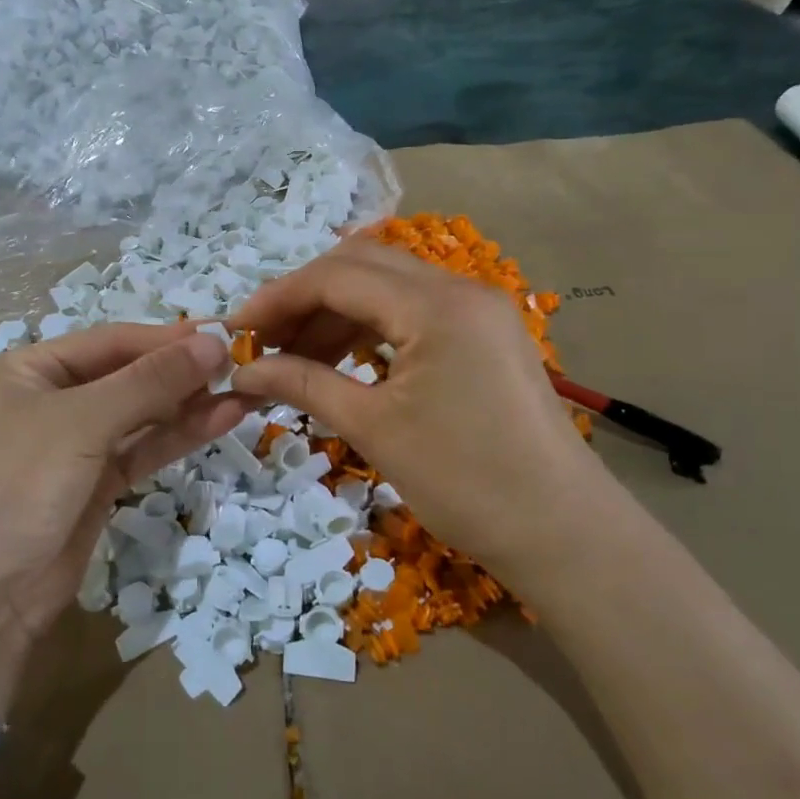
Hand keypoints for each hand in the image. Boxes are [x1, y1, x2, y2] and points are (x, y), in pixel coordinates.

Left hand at [0, 324, 242, 708]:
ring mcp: (74, 445)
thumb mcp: (80, 422)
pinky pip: (143, 449)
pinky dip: (179, 436)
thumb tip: (214, 342)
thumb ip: (150, 381)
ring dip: (191, 403)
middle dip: (183, 371)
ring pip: (142, 414)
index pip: (112, 340)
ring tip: (247, 390)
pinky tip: (222, 419)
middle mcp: (52, 399)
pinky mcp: (95, 485)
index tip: (225, 335)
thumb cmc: (15, 484)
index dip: (168, 338)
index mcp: (30, 368)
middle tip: (244, 363)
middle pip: (129, 374)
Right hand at [231, 238, 615, 573]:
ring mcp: (479, 308)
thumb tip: (243, 369)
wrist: (563, 532)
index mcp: (436, 305)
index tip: (236, 328)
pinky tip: (342, 359)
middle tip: (263, 340)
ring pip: (388, 286)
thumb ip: (304, 384)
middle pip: (362, 266)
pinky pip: (414, 311)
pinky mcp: (485, 333)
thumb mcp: (374, 429)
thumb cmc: (466, 483)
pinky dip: (371, 327)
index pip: (338, 275)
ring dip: (336, 313)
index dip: (279, 297)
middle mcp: (460, 288)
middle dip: (304, 298)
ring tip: (293, 356)